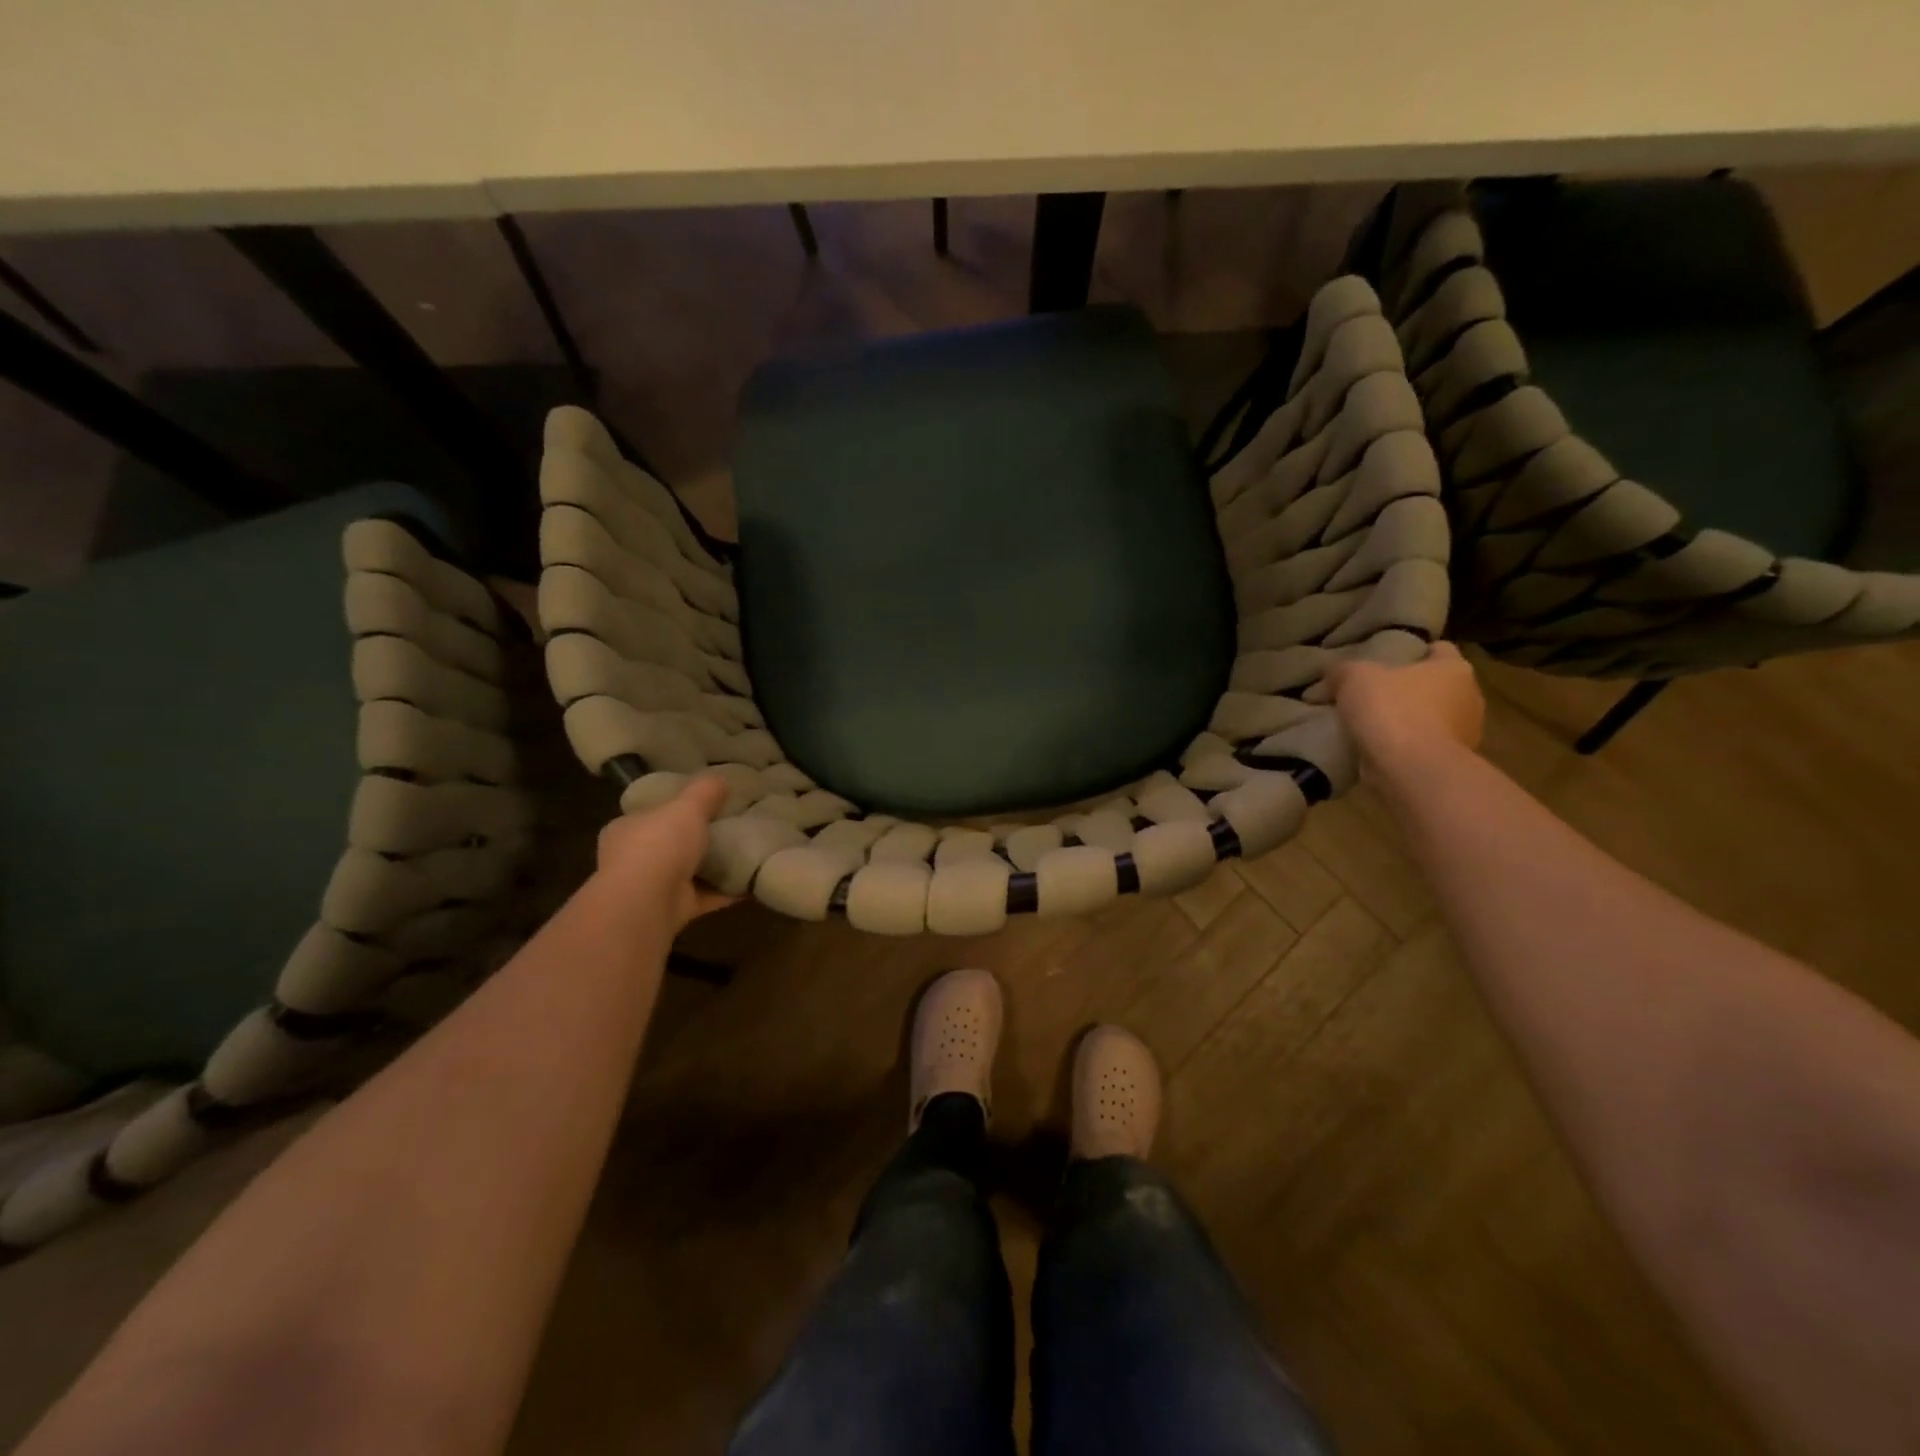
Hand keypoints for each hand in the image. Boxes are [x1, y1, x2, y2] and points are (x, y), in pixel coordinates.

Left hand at [594, 775, 735, 929]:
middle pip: (669, 844)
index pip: (650, 814)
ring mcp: (651, 888)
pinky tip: (751, 882)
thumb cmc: (659, 845)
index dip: (674, 808)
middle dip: (695, 839)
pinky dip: (725, 891)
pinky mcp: (672, 911)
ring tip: (745, 853)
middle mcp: (633, 859)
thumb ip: (704, 791)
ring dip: (712, 867)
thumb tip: (720, 778)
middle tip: (729, 827)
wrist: (646, 904)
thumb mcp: (686, 806)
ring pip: (686, 873)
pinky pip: (705, 896)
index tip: (703, 804)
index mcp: (626, 829)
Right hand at [1324, 641, 1484, 779]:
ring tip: (1369, 725)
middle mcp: (1469, 698)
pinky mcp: (1448, 763)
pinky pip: (1422, 747)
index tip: (1386, 660)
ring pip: (1431, 718)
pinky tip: (1376, 749)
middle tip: (1372, 693)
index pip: (1439, 649)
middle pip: (1435, 686)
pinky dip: (1403, 747)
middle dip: (1408, 689)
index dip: (1413, 652)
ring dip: (1406, 721)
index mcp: (1455, 668)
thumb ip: (1343, 670)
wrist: (1411, 770)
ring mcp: (1464, 734)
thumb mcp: (1354, 678)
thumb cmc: (1392, 710)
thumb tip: (1334, 673)